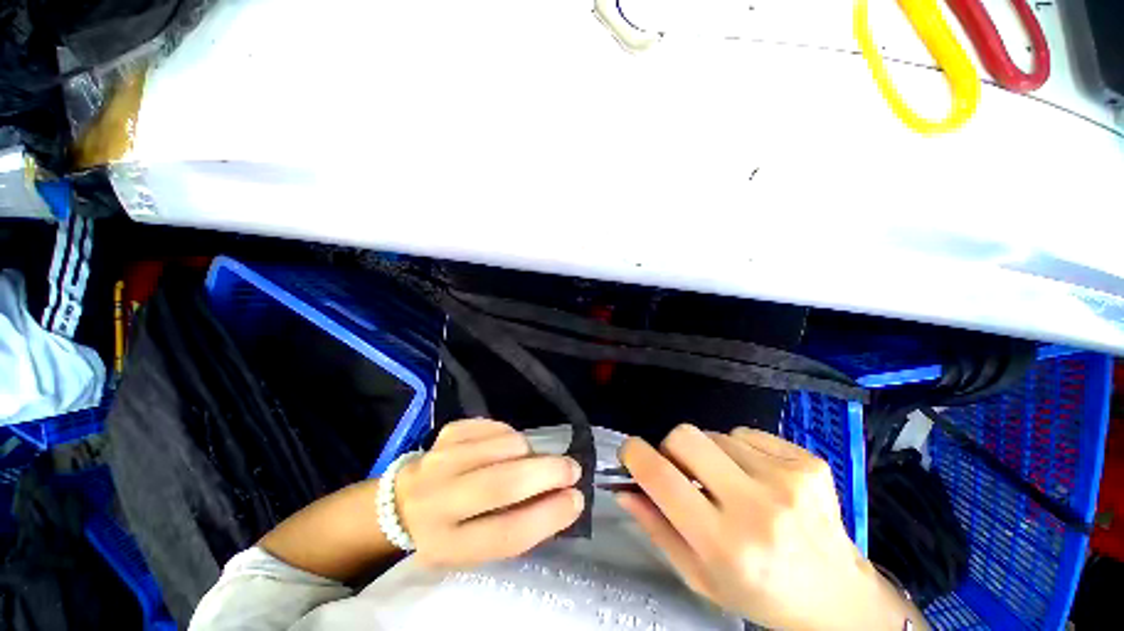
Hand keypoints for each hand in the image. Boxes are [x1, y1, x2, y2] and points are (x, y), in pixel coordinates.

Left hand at [395, 419, 583, 567]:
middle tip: (573, 469)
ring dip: (531, 453)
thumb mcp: (478, 548)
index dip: (548, 516)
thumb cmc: (450, 531)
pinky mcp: (449, 431)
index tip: (576, 499)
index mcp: (447, 545)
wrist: (403, 502)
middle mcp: (438, 500)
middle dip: (548, 472)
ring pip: (506, 445)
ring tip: (530, 462)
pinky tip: (505, 450)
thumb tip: (565, 497)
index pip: (505, 533)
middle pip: (503, 482)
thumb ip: (518, 526)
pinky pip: (497, 426)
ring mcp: (441, 458)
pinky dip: (512, 437)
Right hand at [618, 424, 920, 630]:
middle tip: (682, 471)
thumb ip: (657, 529)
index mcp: (725, 544)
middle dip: (671, 448)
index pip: (661, 477)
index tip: (630, 453)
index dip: (634, 454)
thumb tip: (625, 489)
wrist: (839, 599)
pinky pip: (747, 434)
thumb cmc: (761, 595)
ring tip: (729, 484)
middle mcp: (757, 507)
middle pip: (685, 437)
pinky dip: (740, 451)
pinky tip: (757, 479)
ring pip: (715, 434)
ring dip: (710, 455)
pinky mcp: (808, 462)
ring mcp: (788, 479)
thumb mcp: (700, 577)